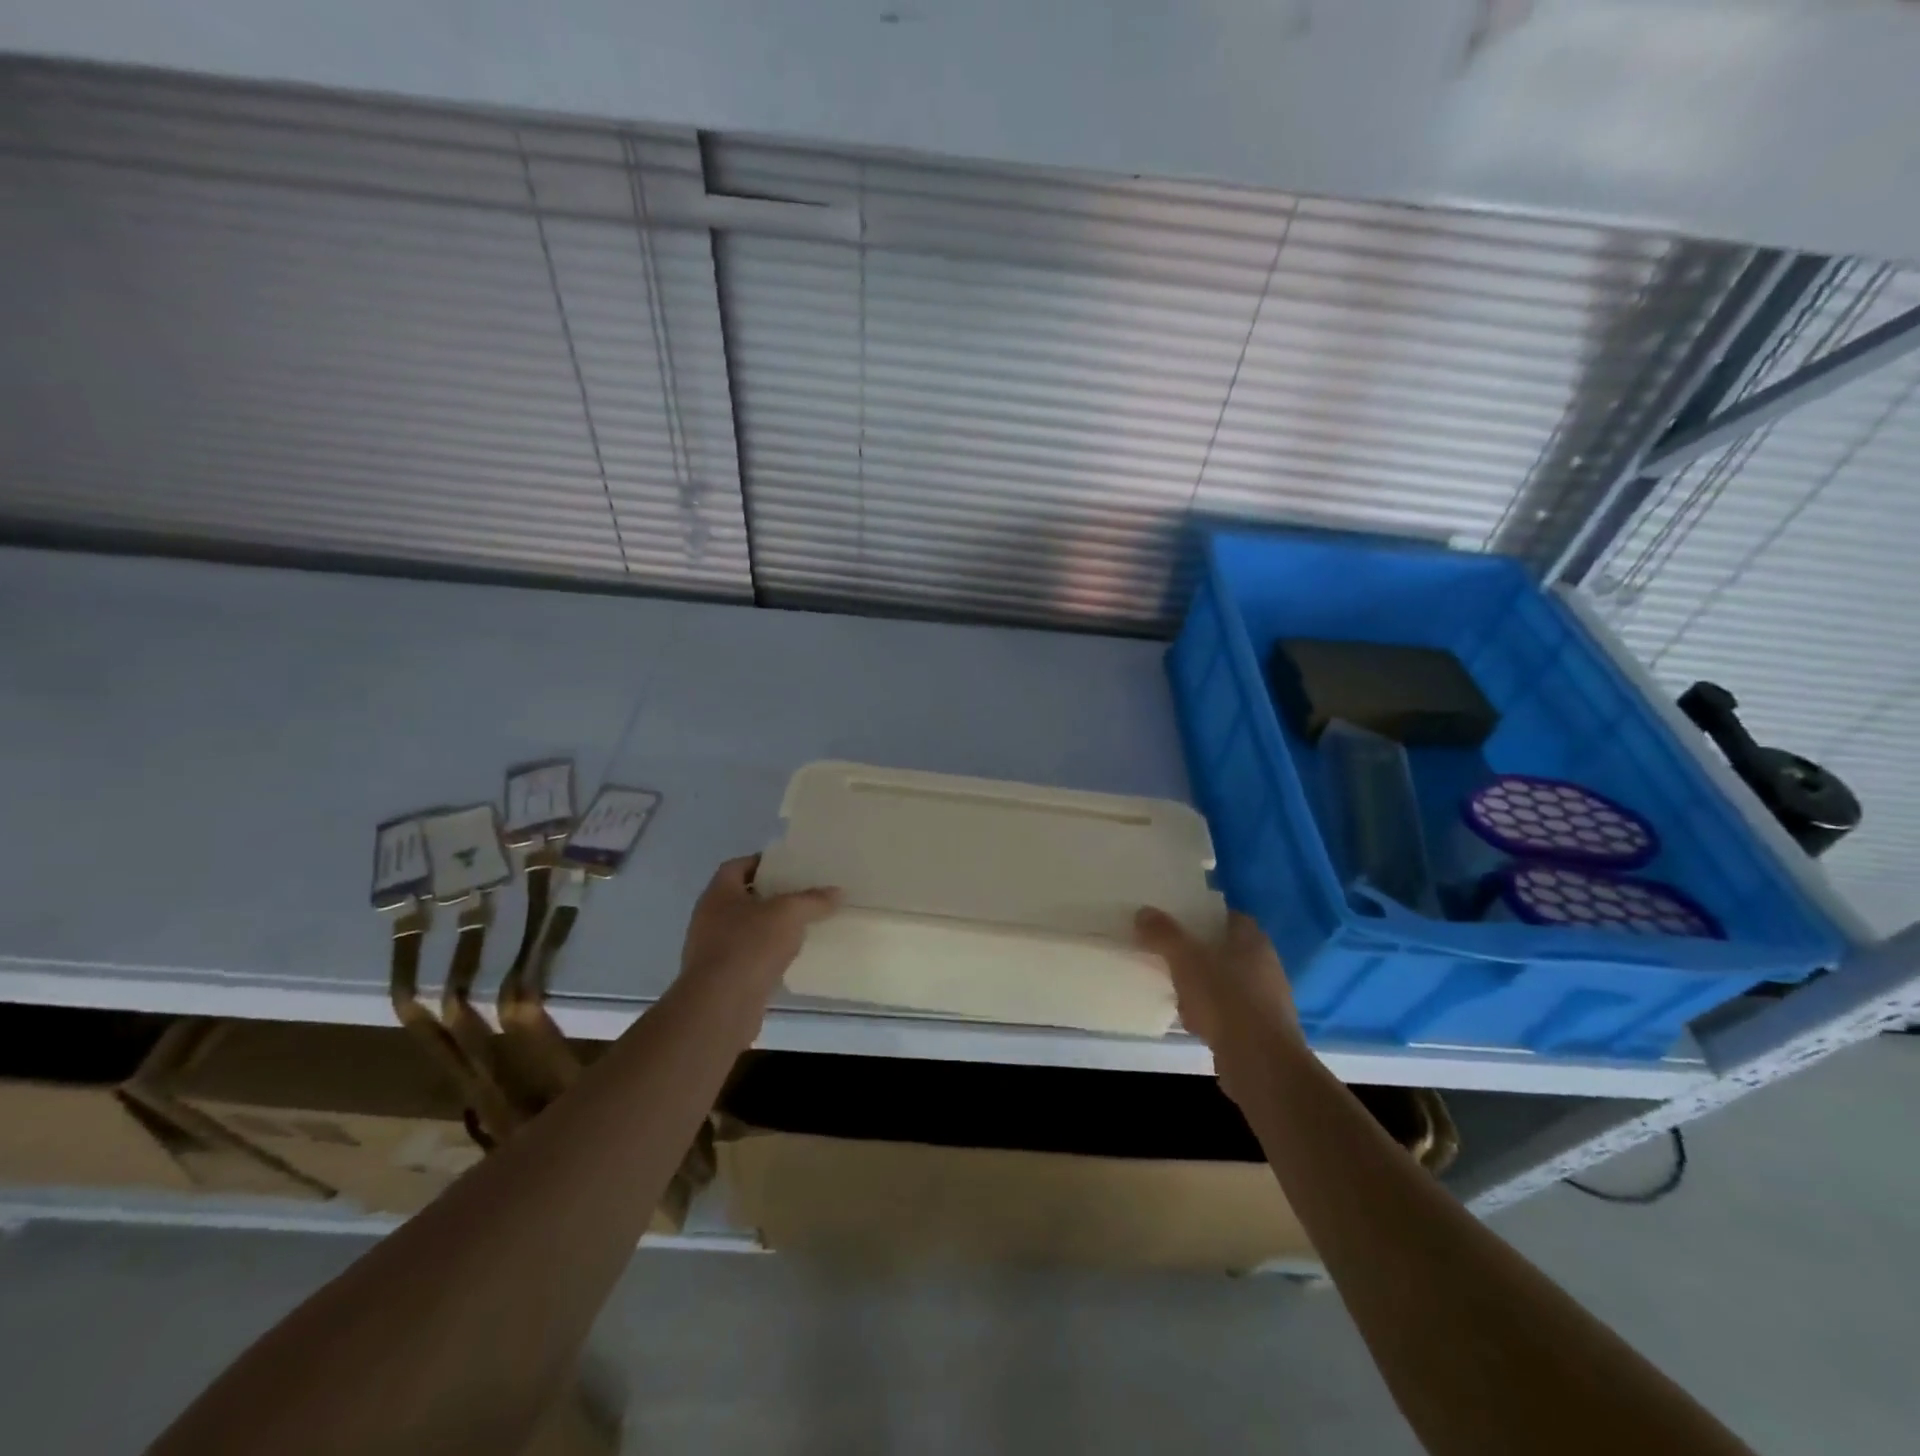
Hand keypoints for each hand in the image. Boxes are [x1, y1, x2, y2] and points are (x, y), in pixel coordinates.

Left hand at [678, 856, 839, 1006]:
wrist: (721, 1006)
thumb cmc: (750, 946)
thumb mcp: (789, 914)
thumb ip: (813, 900)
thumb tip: (837, 892)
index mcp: (718, 894)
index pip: (737, 866)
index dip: (761, 863)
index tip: (788, 866)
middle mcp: (708, 918)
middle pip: (741, 898)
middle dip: (769, 896)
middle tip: (800, 894)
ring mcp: (710, 950)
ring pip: (743, 930)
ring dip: (767, 928)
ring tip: (799, 926)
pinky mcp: (719, 979)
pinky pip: (745, 957)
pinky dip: (764, 955)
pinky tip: (787, 959)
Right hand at [1134, 908, 1302, 1089]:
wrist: (1261, 1063)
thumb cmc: (1225, 998)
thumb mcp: (1186, 959)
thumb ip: (1164, 934)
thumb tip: (1143, 912)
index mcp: (1253, 941)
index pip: (1230, 917)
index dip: (1204, 916)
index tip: (1179, 920)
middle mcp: (1266, 967)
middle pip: (1226, 951)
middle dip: (1199, 955)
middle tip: (1171, 957)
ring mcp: (1267, 1001)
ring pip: (1227, 984)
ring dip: (1203, 989)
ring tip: (1177, 994)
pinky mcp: (1262, 1032)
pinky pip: (1230, 1014)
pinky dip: (1212, 1016)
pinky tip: (1194, 1025)